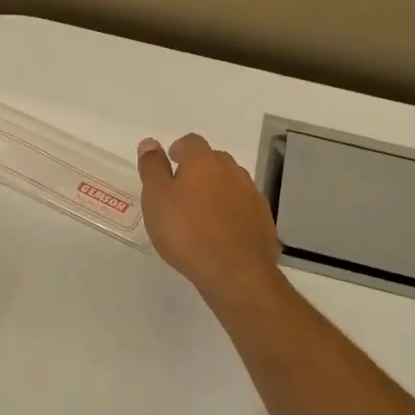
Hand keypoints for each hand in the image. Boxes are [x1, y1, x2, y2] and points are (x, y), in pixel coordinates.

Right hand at [137, 134, 282, 304]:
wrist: (235, 271)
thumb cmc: (186, 232)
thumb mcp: (156, 198)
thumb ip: (152, 168)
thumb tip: (150, 143)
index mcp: (203, 162)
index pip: (191, 142)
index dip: (179, 150)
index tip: (170, 164)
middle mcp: (231, 171)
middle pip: (214, 160)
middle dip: (199, 170)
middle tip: (183, 192)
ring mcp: (252, 195)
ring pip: (232, 183)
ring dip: (218, 191)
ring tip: (202, 215)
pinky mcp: (264, 220)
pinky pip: (244, 208)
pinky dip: (233, 213)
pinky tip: (223, 233)